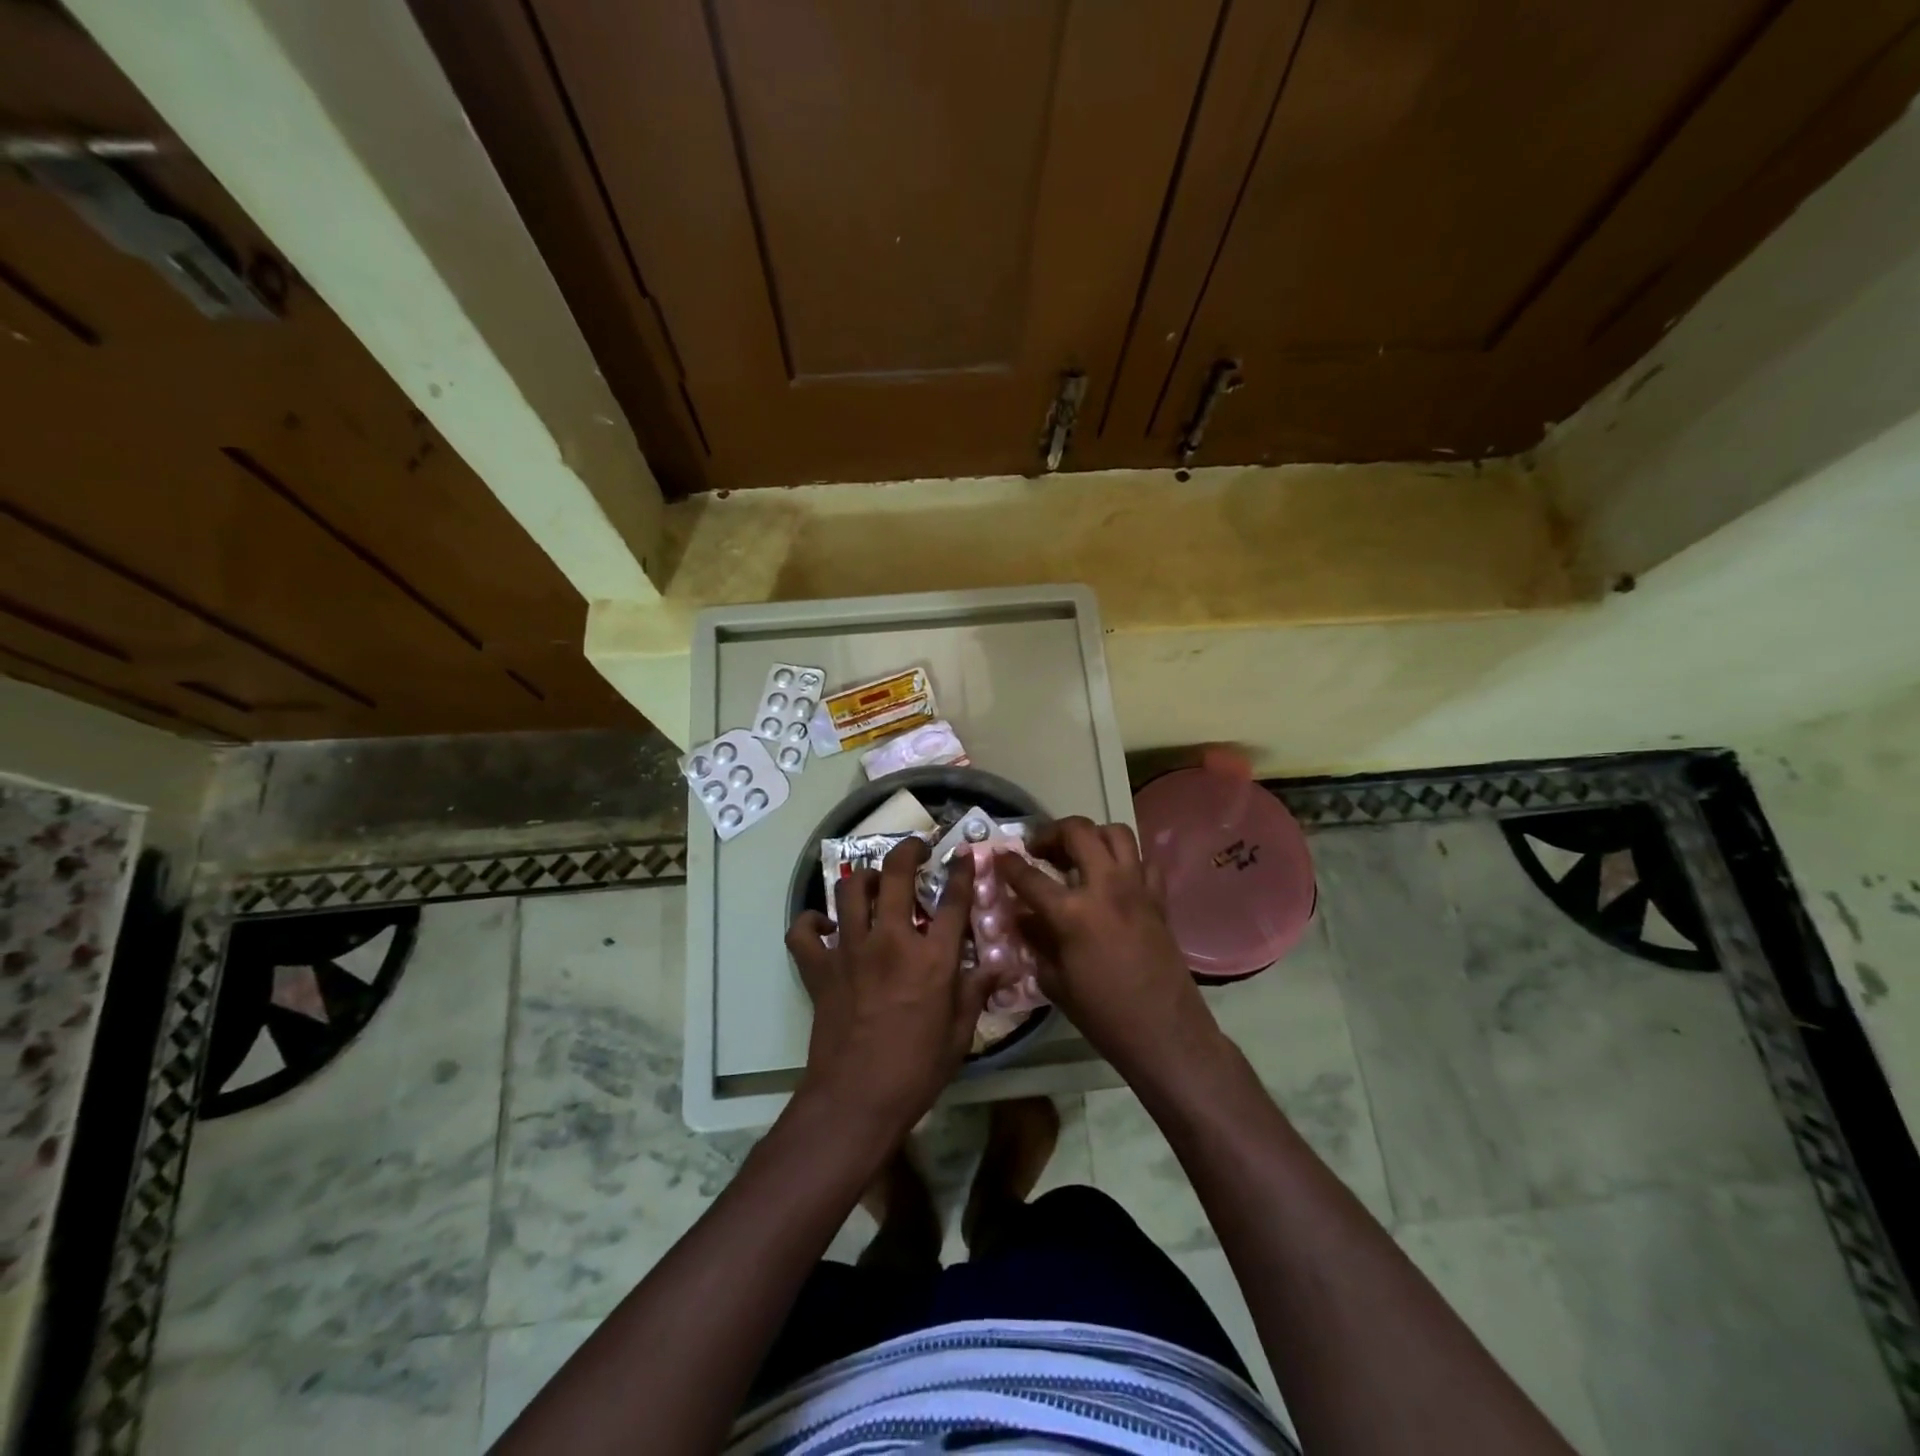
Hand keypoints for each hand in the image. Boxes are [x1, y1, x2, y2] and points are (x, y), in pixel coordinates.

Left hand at [785, 838, 989, 1143]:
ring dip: (862, 879)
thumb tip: (1001, 964)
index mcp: (931, 958)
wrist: (856, 1099)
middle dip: (907, 851)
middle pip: (895, 876)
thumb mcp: (960, 1033)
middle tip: (915, 848)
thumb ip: (977, 990)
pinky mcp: (819, 969)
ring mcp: (849, 951)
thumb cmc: (916, 1070)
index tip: (963, 854)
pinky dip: (810, 924)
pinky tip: (824, 927)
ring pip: (848, 890)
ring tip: (872, 883)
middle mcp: (890, 941)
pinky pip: (804, 932)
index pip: (952, 901)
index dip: (961, 871)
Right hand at [997, 817, 1221, 1081]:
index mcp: (1072, 912)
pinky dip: (1126, 861)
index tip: (998, 856)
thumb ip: (1035, 940)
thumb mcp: (1054, 981)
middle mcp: (1105, 887)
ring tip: (1077, 853)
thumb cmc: (1102, 1014)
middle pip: (1077, 832)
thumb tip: (1021, 916)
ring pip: (1116, 833)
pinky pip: (1144, 861)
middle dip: (1051, 832)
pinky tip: (1114, 878)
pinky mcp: (1159, 898)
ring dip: (1092, 835)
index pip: (1029, 876)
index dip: (1008, 863)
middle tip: (1039, 849)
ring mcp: (1137, 888)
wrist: (1164, 1032)